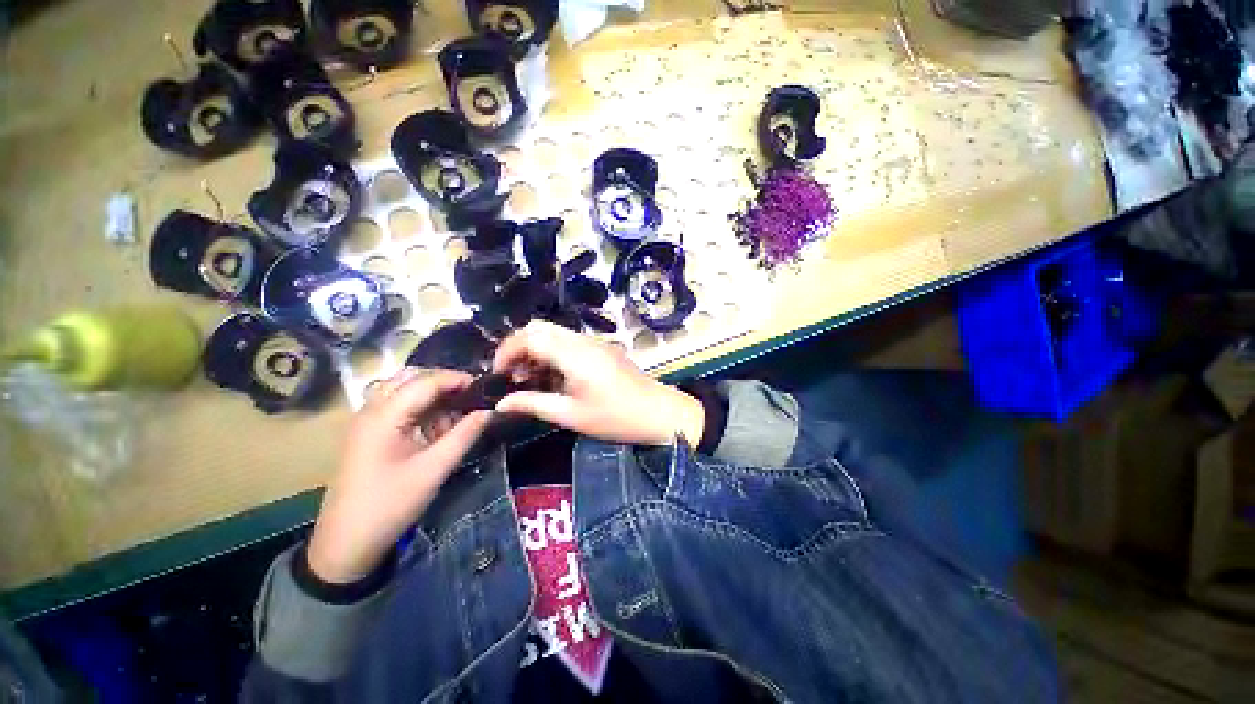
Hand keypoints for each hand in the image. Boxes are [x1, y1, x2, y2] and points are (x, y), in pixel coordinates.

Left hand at [307, 368, 490, 583]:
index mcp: (384, 416)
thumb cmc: (390, 505)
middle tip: (474, 397)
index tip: (486, 389)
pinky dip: (424, 410)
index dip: (458, 379)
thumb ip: (464, 435)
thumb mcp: (434, 469)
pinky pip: (401, 407)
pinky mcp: (370, 433)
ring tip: (460, 413)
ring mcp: (368, 421)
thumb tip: (490, 411)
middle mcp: (372, 410)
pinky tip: (441, 427)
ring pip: (406, 391)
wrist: (345, 544)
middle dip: (447, 384)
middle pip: (413, 379)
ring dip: (435, 397)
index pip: (426, 381)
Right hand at [492, 320, 703, 446]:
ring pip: (554, 332)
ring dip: (536, 349)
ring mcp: (594, 342)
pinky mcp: (602, 348)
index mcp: (574, 355)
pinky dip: (552, 352)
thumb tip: (501, 404)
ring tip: (529, 378)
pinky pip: (569, 341)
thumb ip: (534, 405)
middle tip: (511, 374)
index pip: (530, 337)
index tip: (498, 375)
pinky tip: (553, 376)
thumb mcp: (572, 416)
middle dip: (518, 346)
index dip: (507, 351)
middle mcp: (583, 340)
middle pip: (540, 327)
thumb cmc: (616, 418)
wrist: (659, 412)